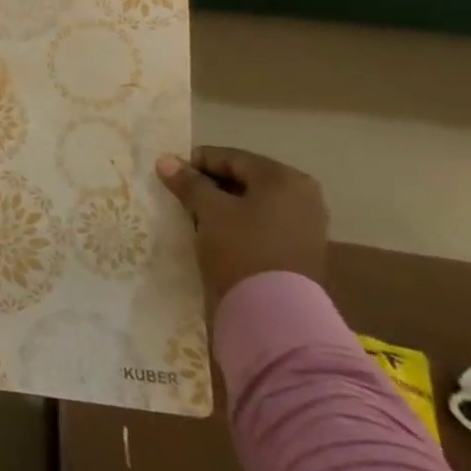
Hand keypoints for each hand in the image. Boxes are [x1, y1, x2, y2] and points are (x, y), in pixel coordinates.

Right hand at [156, 146, 327, 318]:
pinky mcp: (299, 248)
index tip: (168, 173)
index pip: (230, 157)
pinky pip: (261, 223)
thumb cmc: (242, 249)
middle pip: (243, 178)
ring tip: (192, 215)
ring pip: (251, 202)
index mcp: (284, 178)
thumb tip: (165, 160)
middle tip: (178, 194)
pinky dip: (236, 222)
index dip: (195, 161)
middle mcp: (302, 195)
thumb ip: (188, 182)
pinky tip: (214, 233)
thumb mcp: (209, 210)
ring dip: (221, 204)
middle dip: (209, 184)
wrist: (275, 312)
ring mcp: (304, 223)